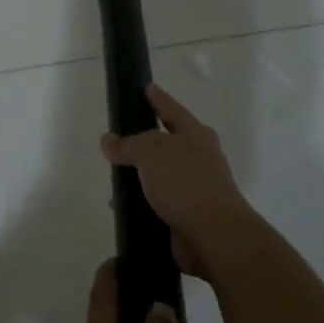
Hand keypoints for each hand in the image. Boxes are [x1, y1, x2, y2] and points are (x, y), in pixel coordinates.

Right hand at [99, 84, 252, 279]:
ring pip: (162, 175)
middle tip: (122, 135)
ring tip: (115, 175)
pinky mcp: (188, 216)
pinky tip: (123, 205)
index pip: (172, 109)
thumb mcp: (151, 152)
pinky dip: (142, 202)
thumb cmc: (185, 182)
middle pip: (169, 142)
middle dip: (147, 139)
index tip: (146, 87)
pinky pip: (159, 202)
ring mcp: (196, 188)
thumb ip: (128, 144)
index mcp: (195, 135)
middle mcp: (199, 158)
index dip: (158, 98)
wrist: (214, 235)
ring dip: (141, 175)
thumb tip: (109, 140)